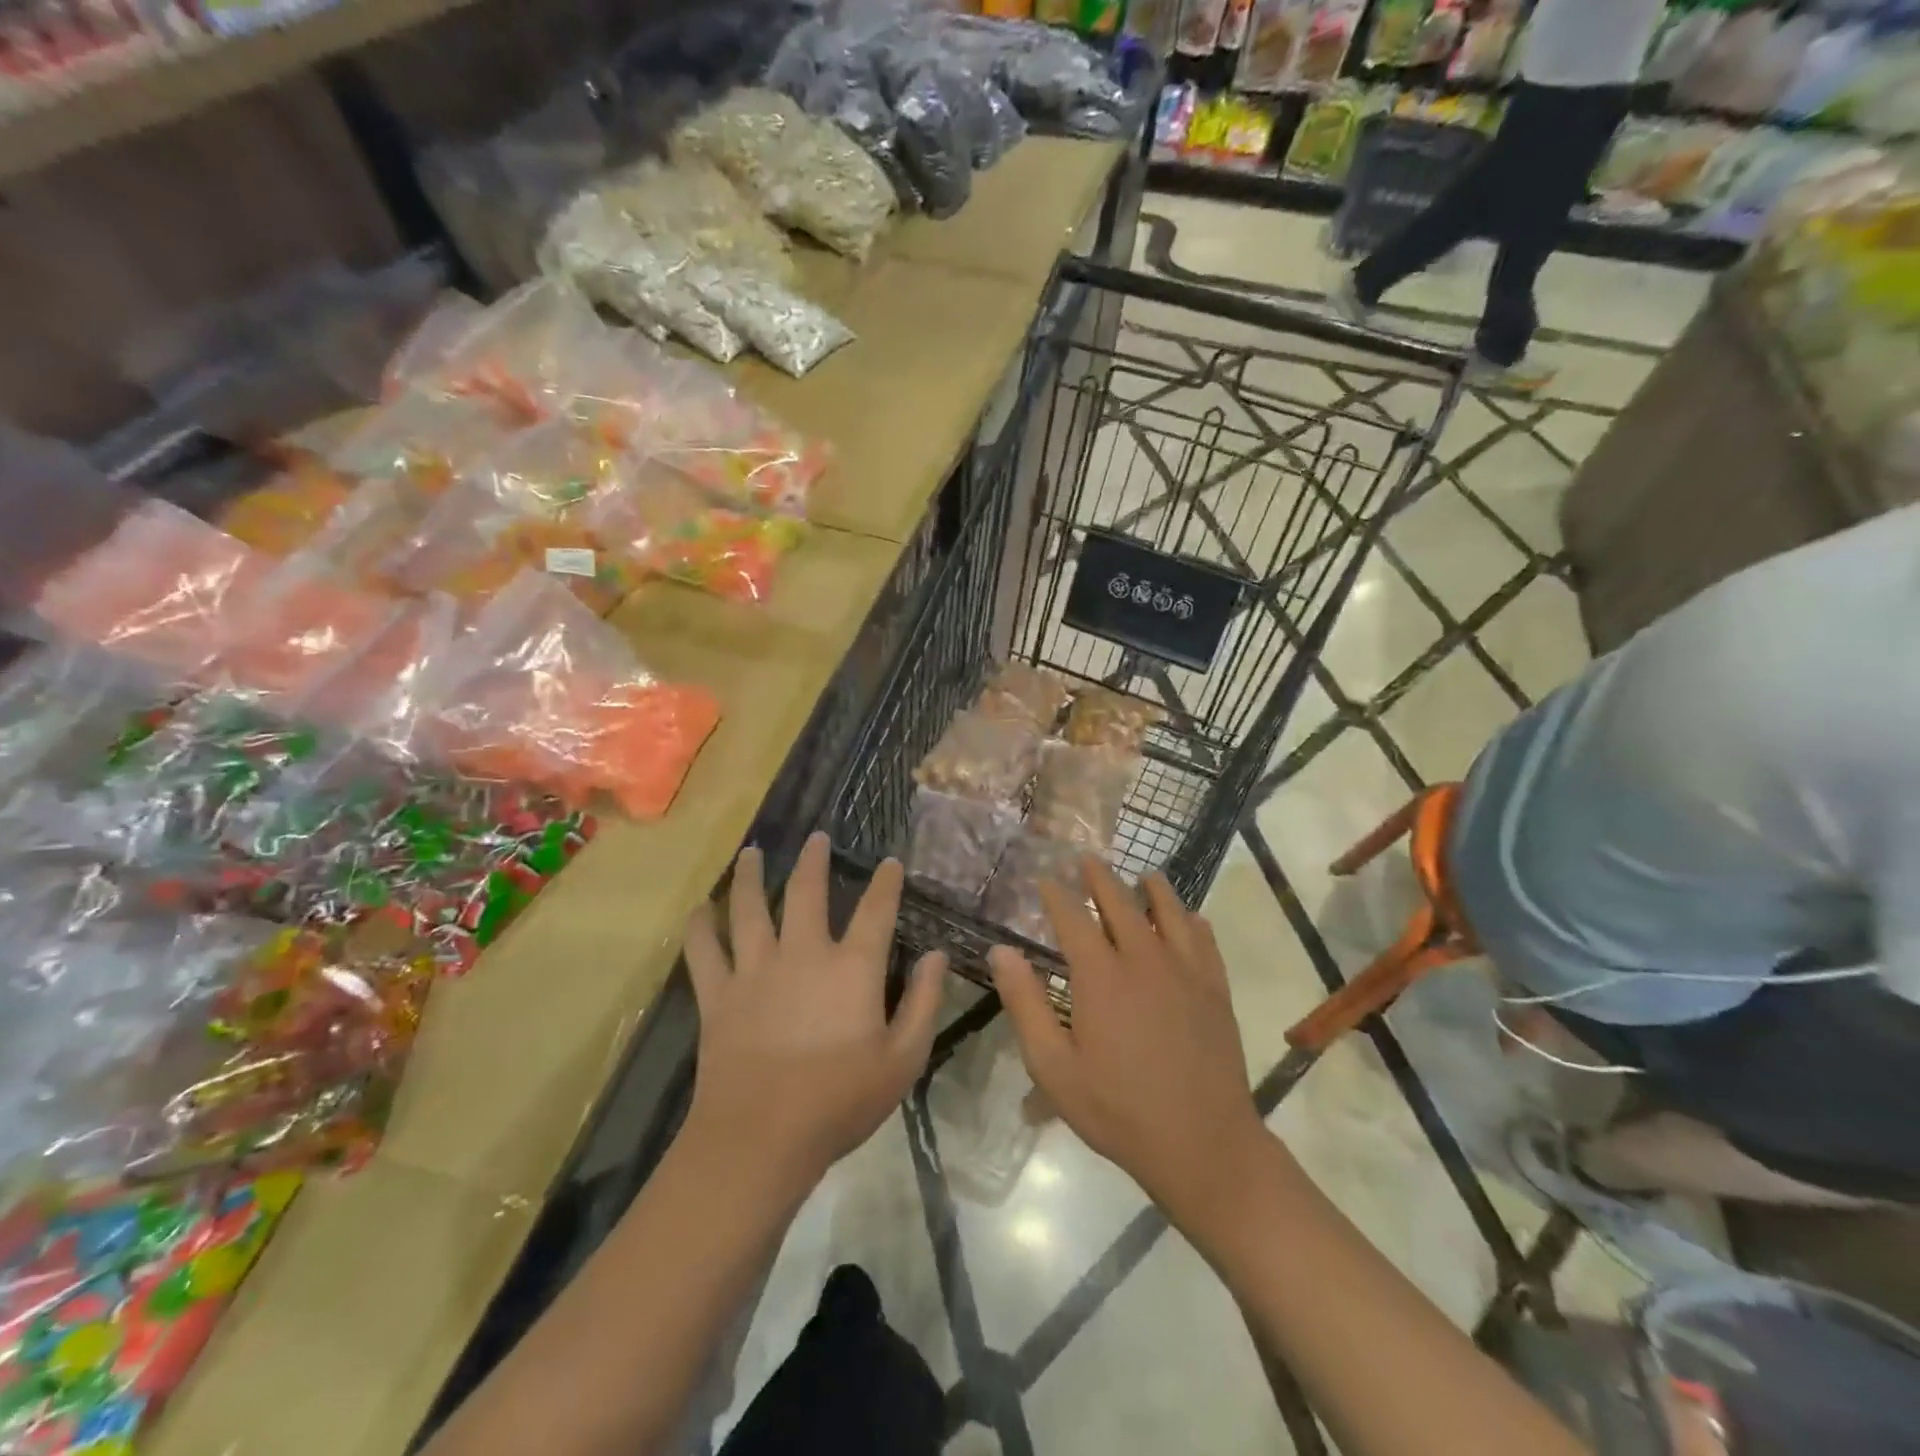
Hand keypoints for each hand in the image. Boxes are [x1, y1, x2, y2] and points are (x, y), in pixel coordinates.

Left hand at [683, 832, 945, 1192]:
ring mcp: (755, 971)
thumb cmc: (840, 1101)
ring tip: (752, 852)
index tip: (889, 862)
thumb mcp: (903, 1059)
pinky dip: (700, 928)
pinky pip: (704, 952)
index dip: (885, 883)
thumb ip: (923, 1002)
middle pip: (806, 892)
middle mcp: (803, 954)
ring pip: (749, 909)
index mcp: (851, 968)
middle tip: (816, 837)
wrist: (761, 1138)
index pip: (876, 911)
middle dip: (814, 860)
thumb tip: (937, 956)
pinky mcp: (719, 995)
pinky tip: (698, 909)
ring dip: (751, 877)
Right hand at [989, 860, 1265, 1226]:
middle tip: (1087, 859)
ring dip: (1153, 889)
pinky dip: (1192, 921)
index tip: (1044, 878)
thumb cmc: (1118, 1109)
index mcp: (1101, 975)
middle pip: (1121, 902)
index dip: (1055, 894)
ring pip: (1169, 911)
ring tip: (1144, 876)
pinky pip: (1204, 940)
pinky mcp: (1215, 989)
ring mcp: (1185, 971)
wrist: (1202, 1143)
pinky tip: (1190, 918)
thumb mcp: (1054, 1067)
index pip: (1073, 917)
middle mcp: (1144, 959)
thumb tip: (1001, 951)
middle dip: (1100, 877)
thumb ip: (1025, 1004)